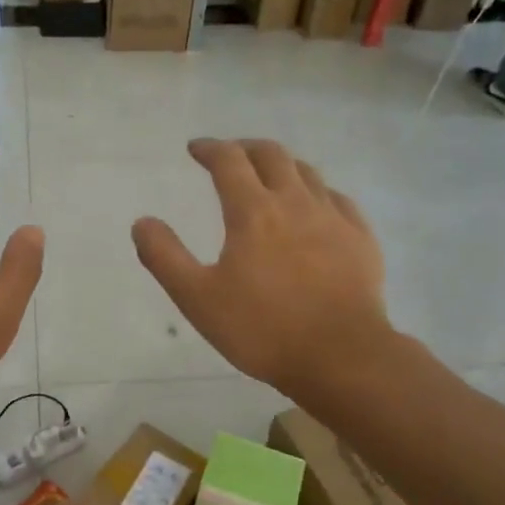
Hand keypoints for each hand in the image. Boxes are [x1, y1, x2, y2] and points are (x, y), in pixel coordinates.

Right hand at [132, 139, 388, 397]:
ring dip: (282, 165)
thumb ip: (165, 257)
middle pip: (272, 155)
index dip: (209, 149)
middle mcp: (295, 202)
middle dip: (246, 148)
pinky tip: (316, 206)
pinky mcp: (361, 239)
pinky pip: (339, 199)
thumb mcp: (198, 299)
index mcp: (253, 212)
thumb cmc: (262, 329)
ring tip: (270, 175)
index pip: (228, 161)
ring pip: (308, 172)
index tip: (195, 148)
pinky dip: (319, 191)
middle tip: (230, 155)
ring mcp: (334, 218)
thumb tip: (142, 222)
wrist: (342, 356)